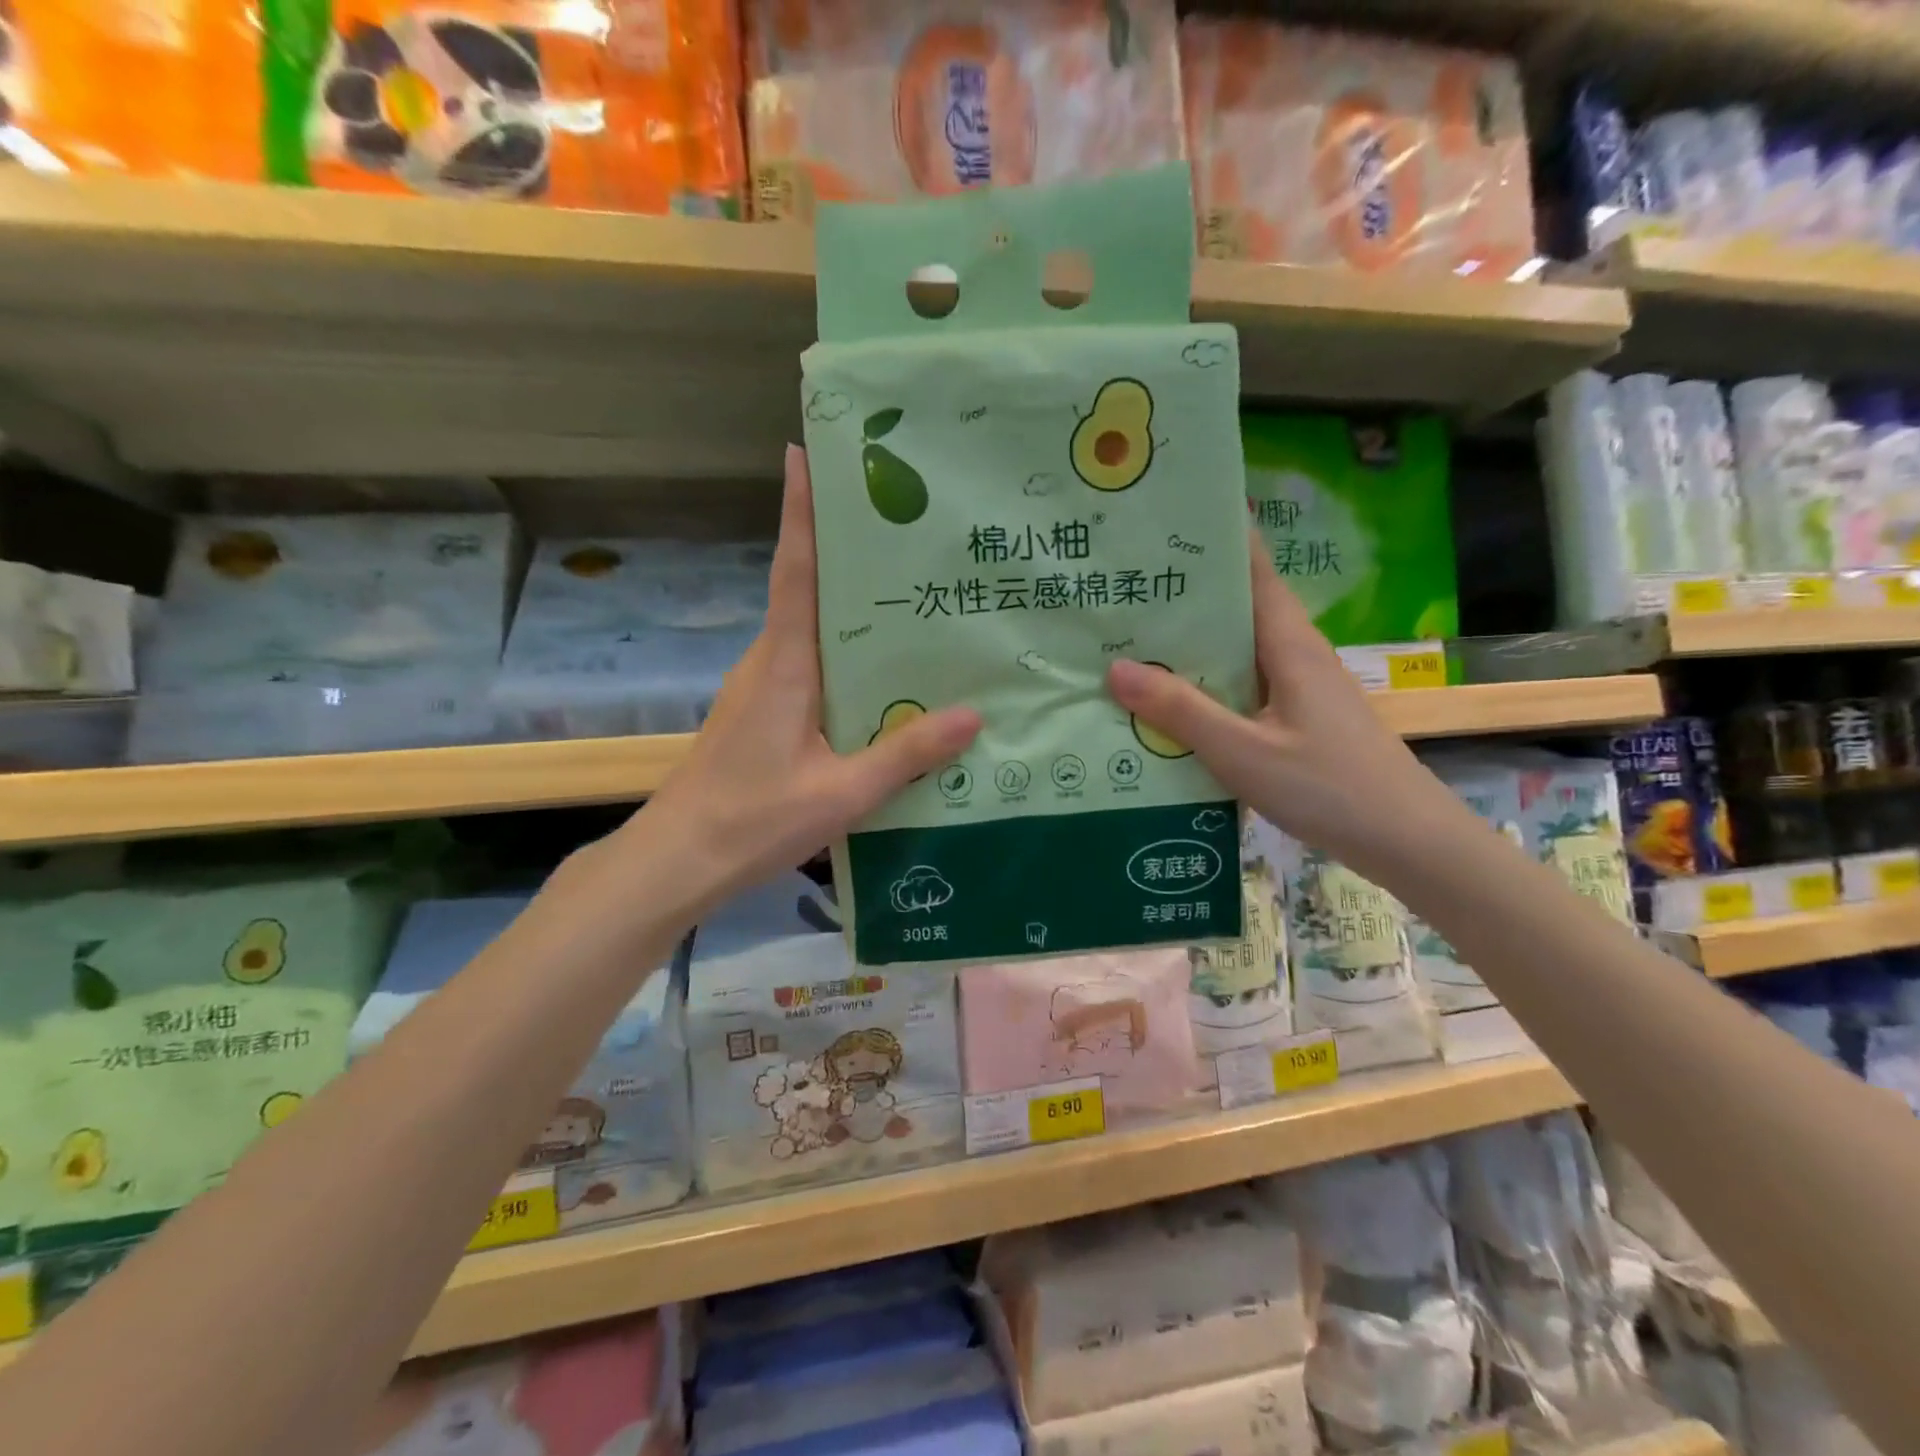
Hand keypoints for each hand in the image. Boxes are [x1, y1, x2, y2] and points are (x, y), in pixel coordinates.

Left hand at [630, 445, 980, 905]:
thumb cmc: (754, 819)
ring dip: (847, 603)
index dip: (801, 511)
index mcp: (785, 664)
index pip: (795, 571)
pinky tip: (882, 672)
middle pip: (807, 589)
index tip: (806, 451)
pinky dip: (842, 651)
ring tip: (910, 591)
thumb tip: (973, 715)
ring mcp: (761, 687)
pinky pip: (809, 664)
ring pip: (810, 629)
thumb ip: (906, 753)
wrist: (680, 859)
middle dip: (844, 548)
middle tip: (904, 522)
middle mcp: (770, 661)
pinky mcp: (762, 711)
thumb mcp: (842, 792)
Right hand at [1106, 532, 1461, 882]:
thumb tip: (1115, 668)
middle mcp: (1295, 654)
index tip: (1162, 523)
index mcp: (1288, 643)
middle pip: (1237, 606)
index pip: (1251, 568)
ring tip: (1131, 637)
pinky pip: (1243, 684)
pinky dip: (1207, 682)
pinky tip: (1172, 701)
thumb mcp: (1242, 751)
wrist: (1407, 841)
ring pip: (1238, 649)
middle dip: (1185, 593)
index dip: (1214, 539)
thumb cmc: (1328, 786)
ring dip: (1193, 642)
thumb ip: (1180, 710)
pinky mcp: (1298, 717)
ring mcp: (1299, 687)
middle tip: (1123, 584)